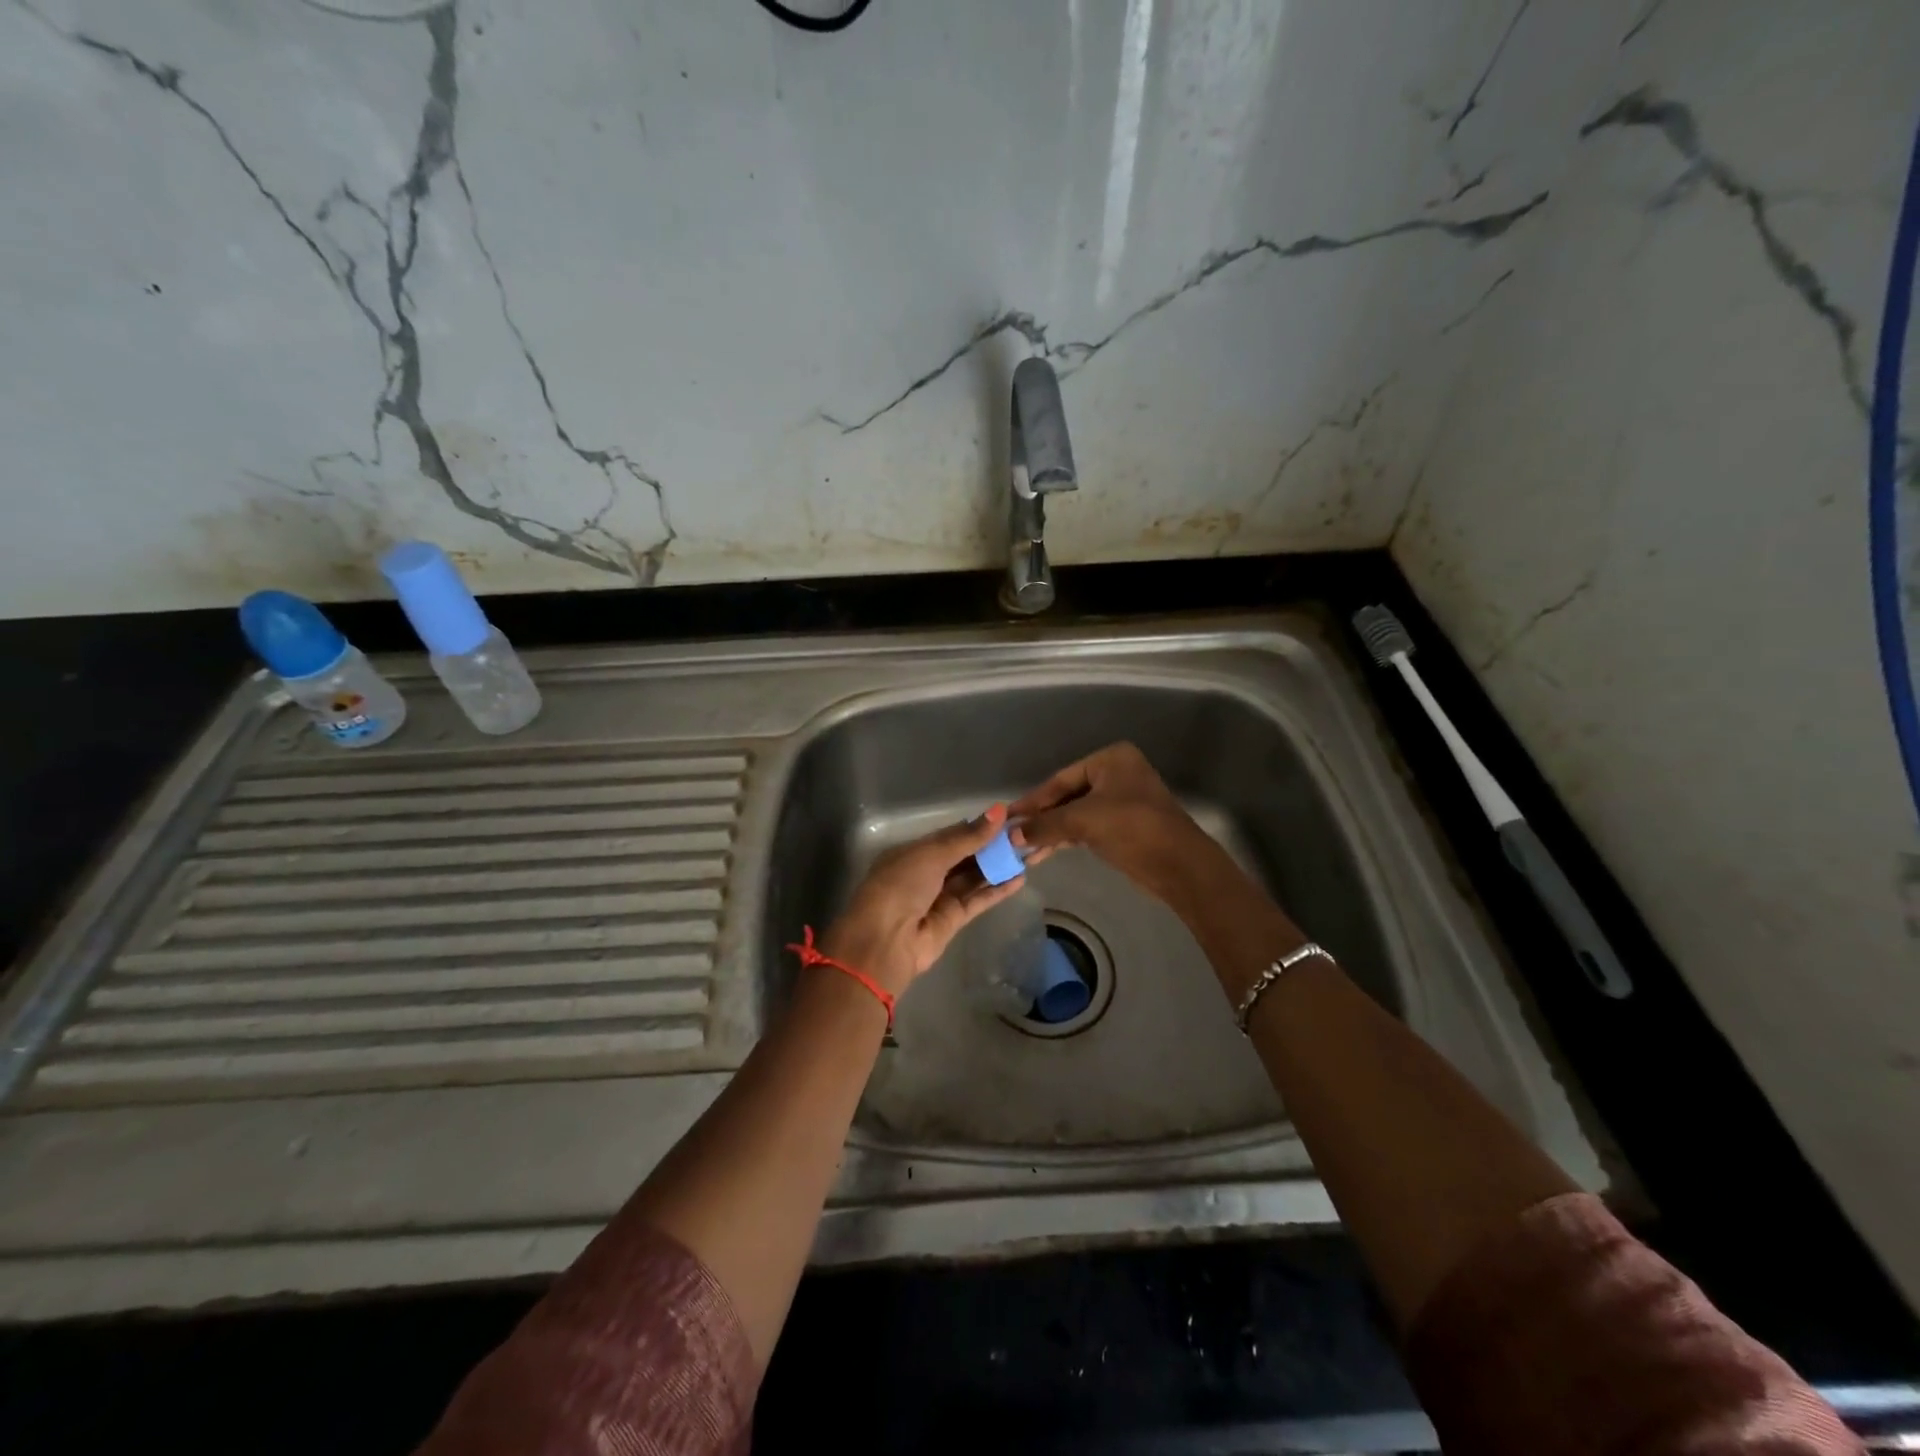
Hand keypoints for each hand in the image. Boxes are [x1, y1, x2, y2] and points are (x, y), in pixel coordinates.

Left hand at [819, 805, 1026, 995]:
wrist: (884, 942)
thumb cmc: (901, 886)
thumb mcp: (931, 855)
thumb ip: (967, 837)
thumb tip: (999, 811)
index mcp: (914, 852)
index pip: (952, 834)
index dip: (979, 826)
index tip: (1009, 816)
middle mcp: (927, 872)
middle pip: (966, 855)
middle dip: (993, 846)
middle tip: (1025, 834)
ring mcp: (940, 897)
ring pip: (974, 877)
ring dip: (999, 866)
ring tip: (1029, 853)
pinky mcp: (953, 920)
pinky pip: (978, 900)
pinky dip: (997, 890)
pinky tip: (1020, 878)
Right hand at [1009, 742, 1206, 903]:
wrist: (1179, 865)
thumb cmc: (1133, 828)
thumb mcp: (1084, 821)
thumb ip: (1045, 824)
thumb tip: (1011, 834)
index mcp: (1110, 759)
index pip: (1061, 779)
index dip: (1033, 800)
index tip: (1007, 815)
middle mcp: (1116, 774)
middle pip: (1067, 796)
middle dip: (1040, 818)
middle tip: (1011, 834)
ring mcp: (1120, 800)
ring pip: (1075, 814)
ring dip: (1050, 831)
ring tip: (1021, 849)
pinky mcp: (1122, 826)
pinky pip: (1085, 828)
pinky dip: (1064, 838)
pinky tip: (1042, 852)